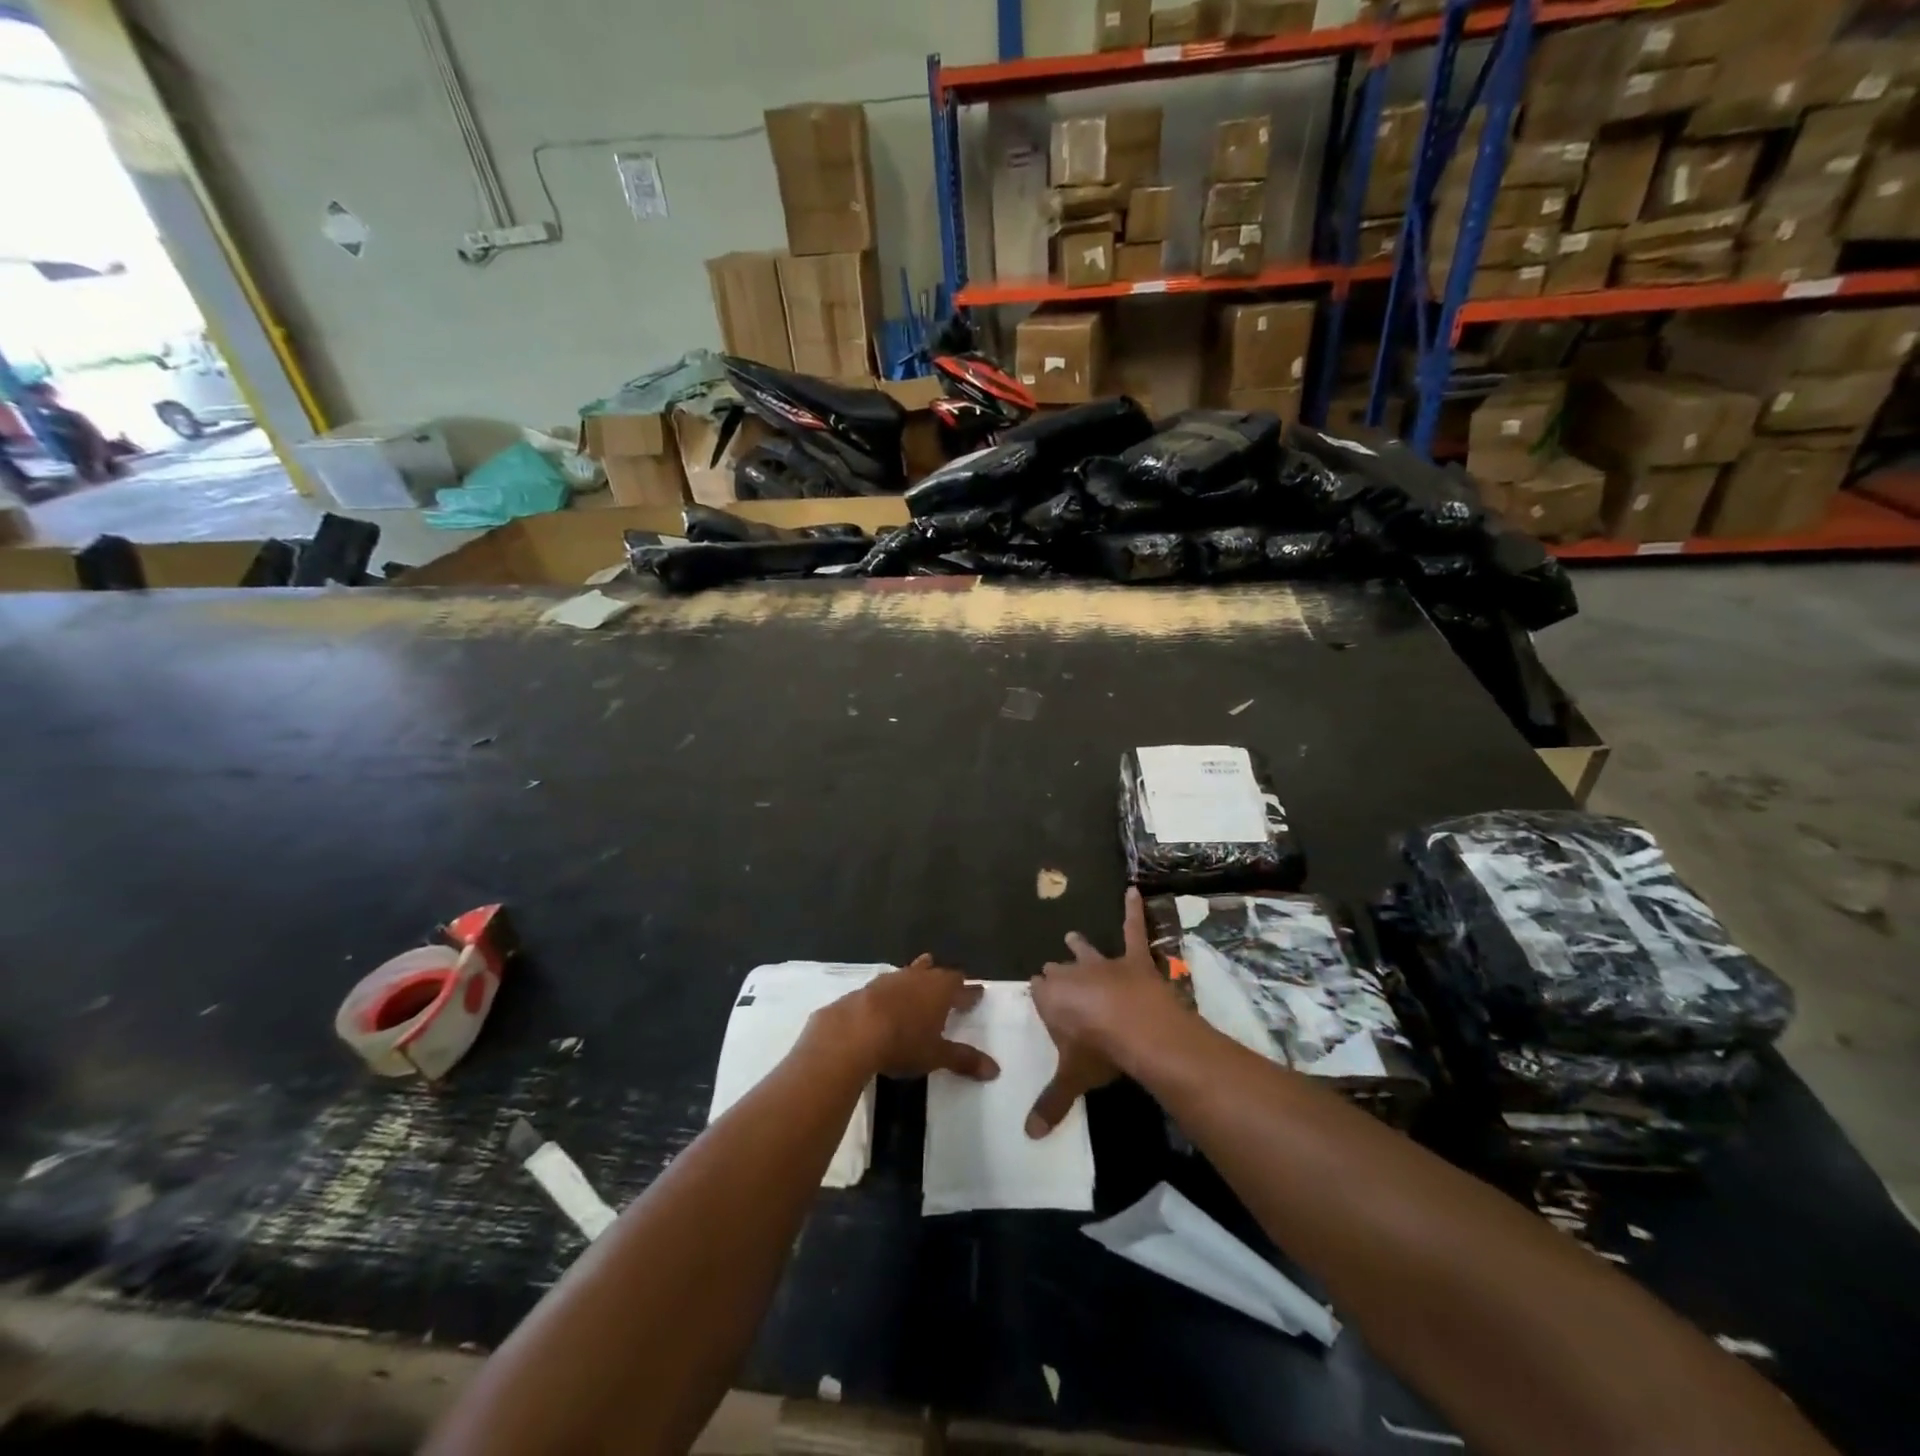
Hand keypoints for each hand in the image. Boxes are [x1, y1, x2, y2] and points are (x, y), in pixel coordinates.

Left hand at [816, 955, 999, 1082]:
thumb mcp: (936, 1056)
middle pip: (937, 973)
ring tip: (922, 974)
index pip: (961, 986)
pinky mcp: (867, 987)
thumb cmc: (903, 1043)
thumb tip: (995, 1070)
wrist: (852, 1033)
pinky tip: (888, 997)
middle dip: (945, 978)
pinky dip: (893, 990)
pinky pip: (887, 984)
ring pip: (911, 972)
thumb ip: (964, 1060)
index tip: (978, 993)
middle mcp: (918, 978)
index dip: (970, 992)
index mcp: (940, 990)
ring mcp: (891, 979)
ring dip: (918, 976)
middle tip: (951, 983)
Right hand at [1027, 888, 1182, 1137]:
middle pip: (1059, 971)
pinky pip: (1134, 930)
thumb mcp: (1073, 1080)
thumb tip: (1028, 1138)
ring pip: (1087, 951)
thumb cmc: (1098, 1052)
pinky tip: (1135, 890)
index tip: (1039, 996)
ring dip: (1079, 946)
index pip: (1038, 992)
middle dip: (1056, 973)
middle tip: (1053, 973)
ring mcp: (1104, 963)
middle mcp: (1072, 975)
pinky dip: (1135, 911)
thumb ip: (1051, 1104)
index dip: (1040, 996)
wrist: (1137, 1030)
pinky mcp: (1134, 959)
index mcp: (1051, 998)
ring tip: (1072, 935)